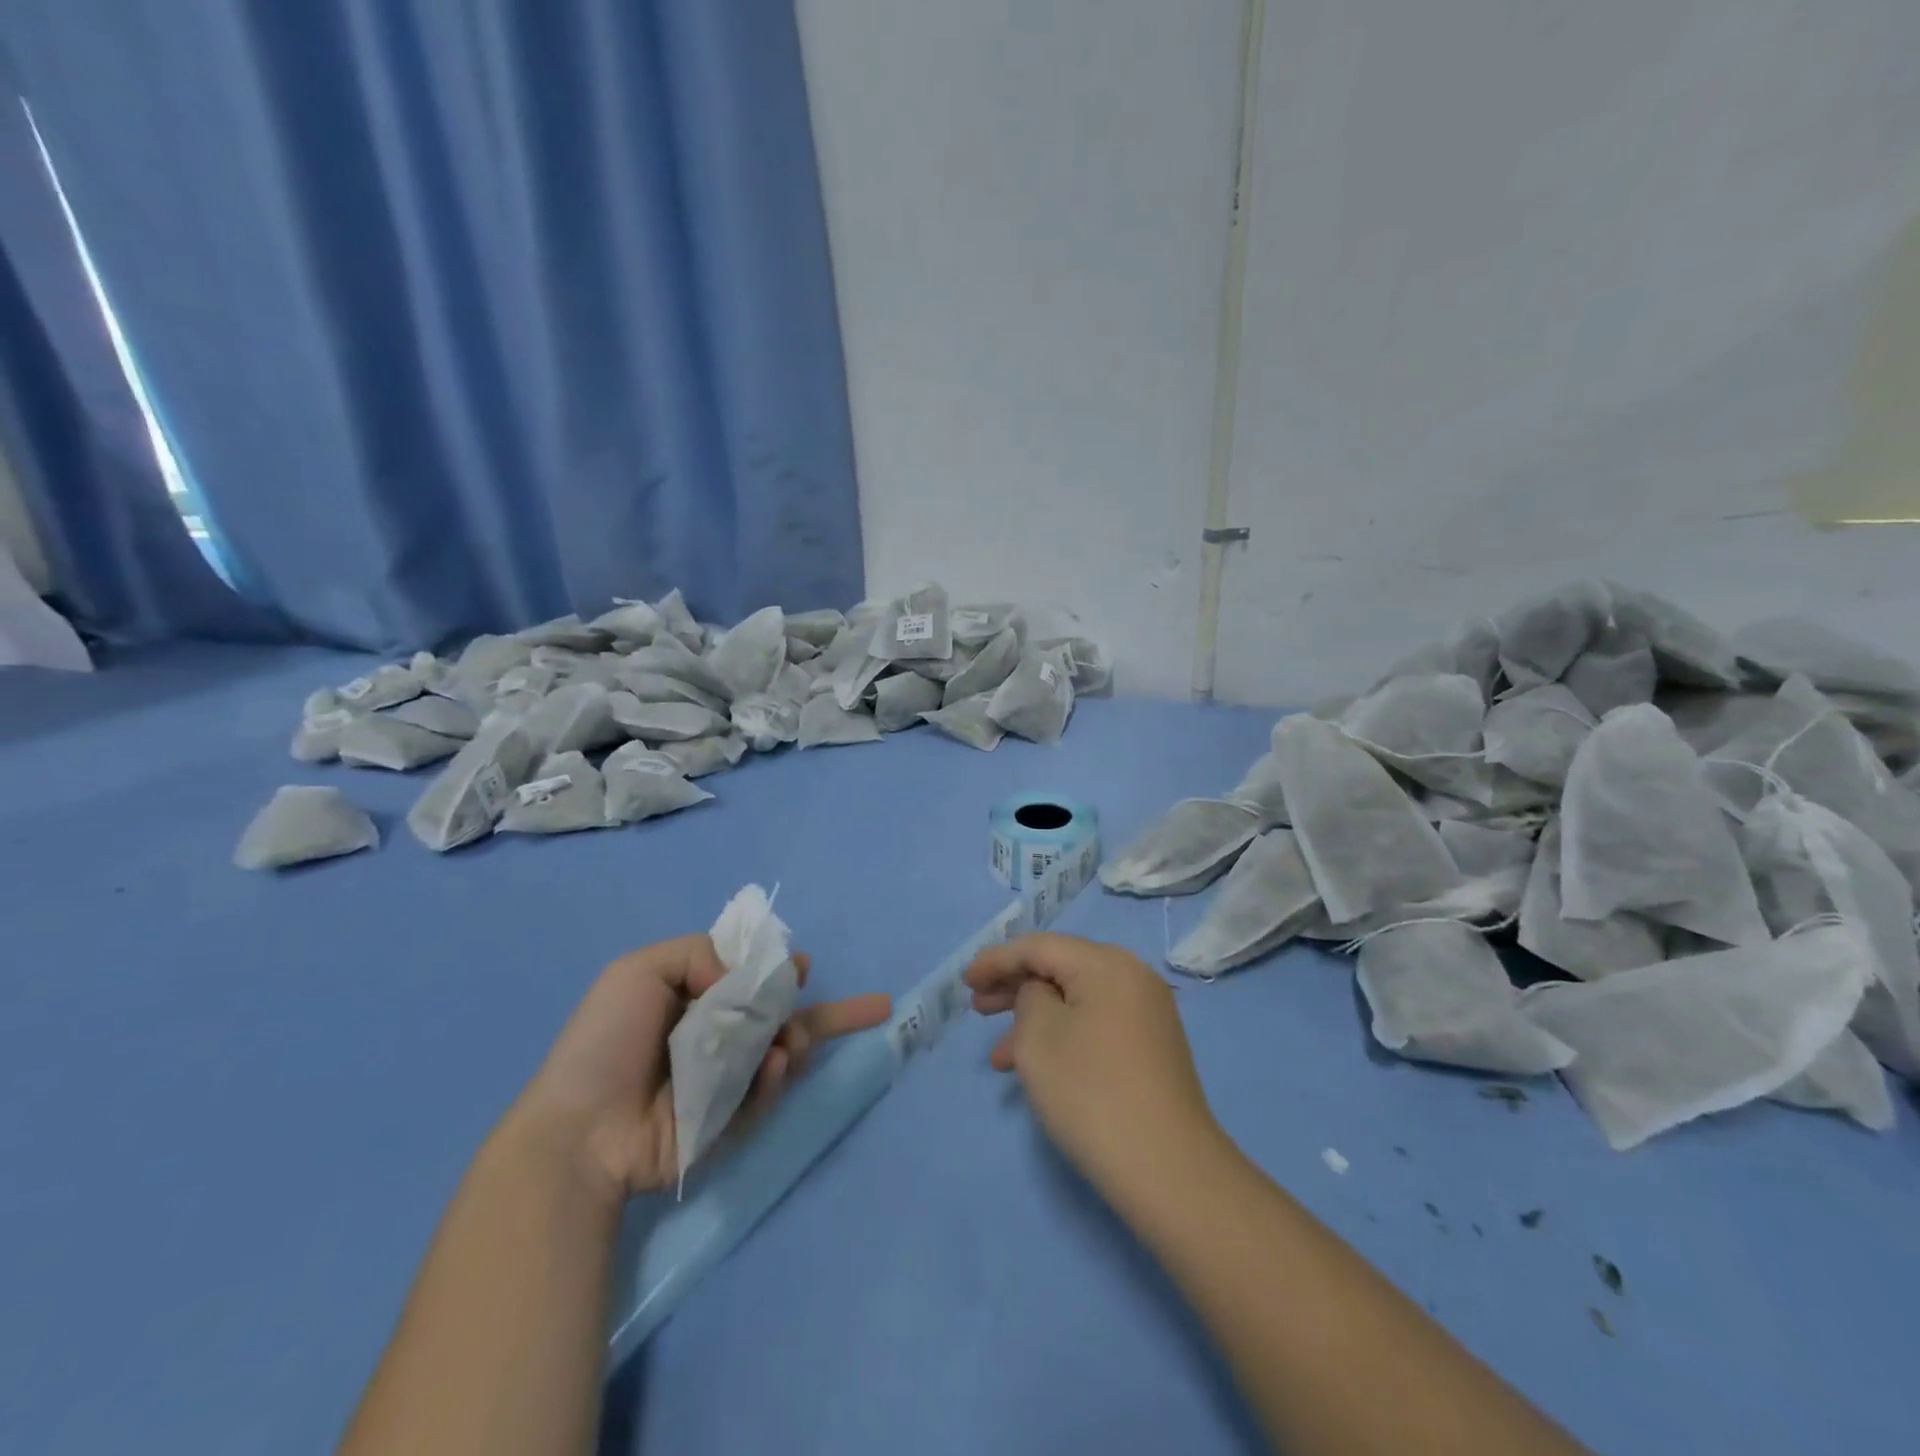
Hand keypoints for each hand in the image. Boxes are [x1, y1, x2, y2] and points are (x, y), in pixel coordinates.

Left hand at [514, 935, 890, 1199]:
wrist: (581, 1131)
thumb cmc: (607, 1042)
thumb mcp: (639, 970)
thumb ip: (698, 953)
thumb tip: (740, 980)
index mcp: (693, 998)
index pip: (749, 978)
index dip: (779, 970)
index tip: (802, 966)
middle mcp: (715, 1036)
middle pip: (782, 1017)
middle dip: (823, 1011)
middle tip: (869, 1006)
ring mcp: (725, 1080)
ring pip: (784, 1051)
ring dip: (800, 1039)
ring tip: (793, 1043)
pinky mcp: (730, 1119)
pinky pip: (766, 1092)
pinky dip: (777, 1077)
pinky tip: (778, 1065)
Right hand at [965, 933, 1220, 1204]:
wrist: (1169, 1169)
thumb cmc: (1092, 1093)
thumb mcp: (1039, 1037)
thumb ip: (1028, 997)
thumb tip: (1042, 994)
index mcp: (1106, 964)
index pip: (1040, 947)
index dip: (997, 960)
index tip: (965, 981)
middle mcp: (1132, 977)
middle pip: (1061, 968)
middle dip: (1014, 987)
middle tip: (978, 1008)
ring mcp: (1147, 1013)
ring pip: (1076, 1001)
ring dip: (1034, 1020)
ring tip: (1000, 1056)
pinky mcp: (1152, 1047)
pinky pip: (1096, 1024)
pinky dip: (1063, 1036)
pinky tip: (1039, 1069)